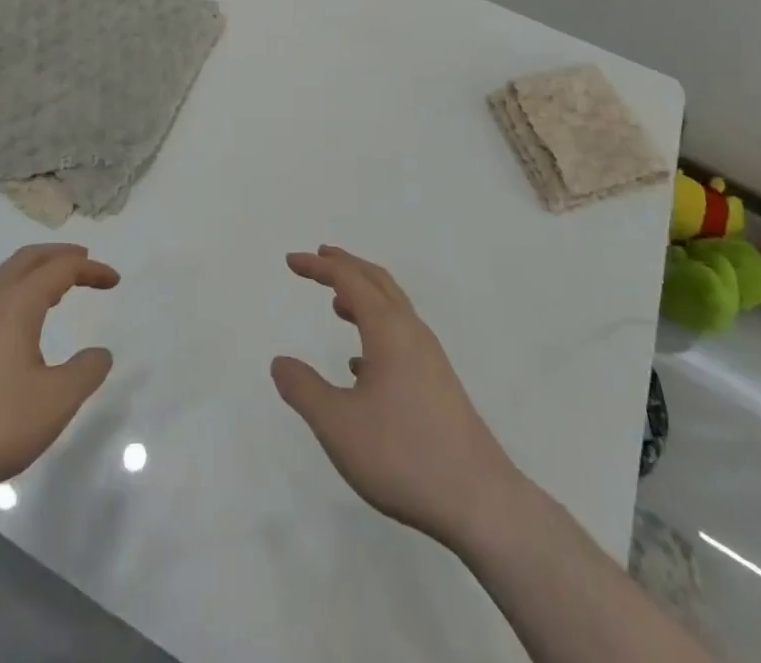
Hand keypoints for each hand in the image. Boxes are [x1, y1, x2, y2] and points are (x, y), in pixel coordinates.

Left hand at [0, 243, 118, 499]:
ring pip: (3, 280)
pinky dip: (14, 296)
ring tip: (54, 291)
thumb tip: (101, 353)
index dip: (90, 269)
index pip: (60, 269)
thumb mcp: (53, 404)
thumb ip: (85, 374)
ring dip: (33, 274)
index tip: (114, 280)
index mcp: (16, 305)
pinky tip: (15, 331)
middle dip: (58, 255)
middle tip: (83, 259)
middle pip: (27, 260)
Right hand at [272, 245, 521, 548]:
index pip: (349, 280)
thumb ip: (304, 390)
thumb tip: (280, 362)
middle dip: (346, 266)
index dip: (318, 267)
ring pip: (393, 309)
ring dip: (363, 297)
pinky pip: (402, 338)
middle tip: (319, 257)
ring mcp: (430, 359)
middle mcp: (412, 333)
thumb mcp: (338, 425)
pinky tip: (361, 365)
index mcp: (388, 330)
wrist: (480, 502)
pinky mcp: (439, 385)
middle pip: (377, 282)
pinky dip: (376, 331)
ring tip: (337, 304)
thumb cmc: (403, 455)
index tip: (291, 261)